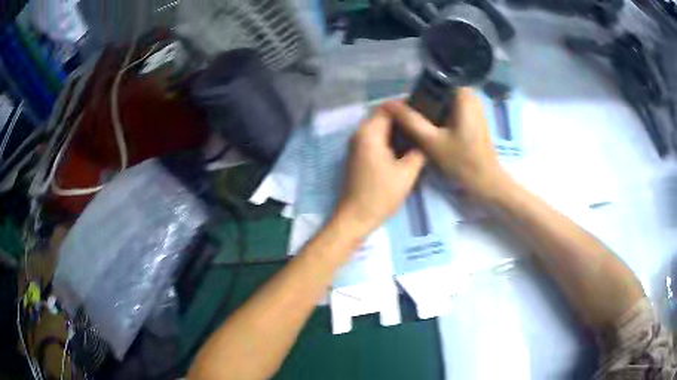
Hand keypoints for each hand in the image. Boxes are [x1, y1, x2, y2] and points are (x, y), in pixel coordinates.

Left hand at [334, 107, 425, 235]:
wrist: (356, 217)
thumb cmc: (381, 194)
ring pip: (380, 127)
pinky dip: (390, 138)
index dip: (406, 106)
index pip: (388, 107)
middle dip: (403, 117)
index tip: (425, 110)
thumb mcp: (407, 172)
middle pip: (383, 116)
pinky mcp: (359, 155)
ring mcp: (357, 144)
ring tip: (419, 133)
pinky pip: (376, 138)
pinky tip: (407, 146)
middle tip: (425, 123)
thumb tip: (425, 140)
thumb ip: (419, 151)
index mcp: (369, 132)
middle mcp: (360, 134)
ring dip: (398, 128)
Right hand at [383, 87, 504, 199]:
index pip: (438, 76)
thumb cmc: (461, 161)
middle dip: (425, 95)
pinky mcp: (473, 117)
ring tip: (417, 115)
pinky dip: (441, 111)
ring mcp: (473, 106)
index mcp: (463, 95)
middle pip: (441, 87)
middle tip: (409, 107)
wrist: (485, 181)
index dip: (420, 83)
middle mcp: (470, 96)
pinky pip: (453, 106)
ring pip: (446, 97)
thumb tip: (388, 104)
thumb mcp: (431, 141)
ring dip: (432, 104)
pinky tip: (430, 123)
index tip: (408, 96)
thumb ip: (410, 120)